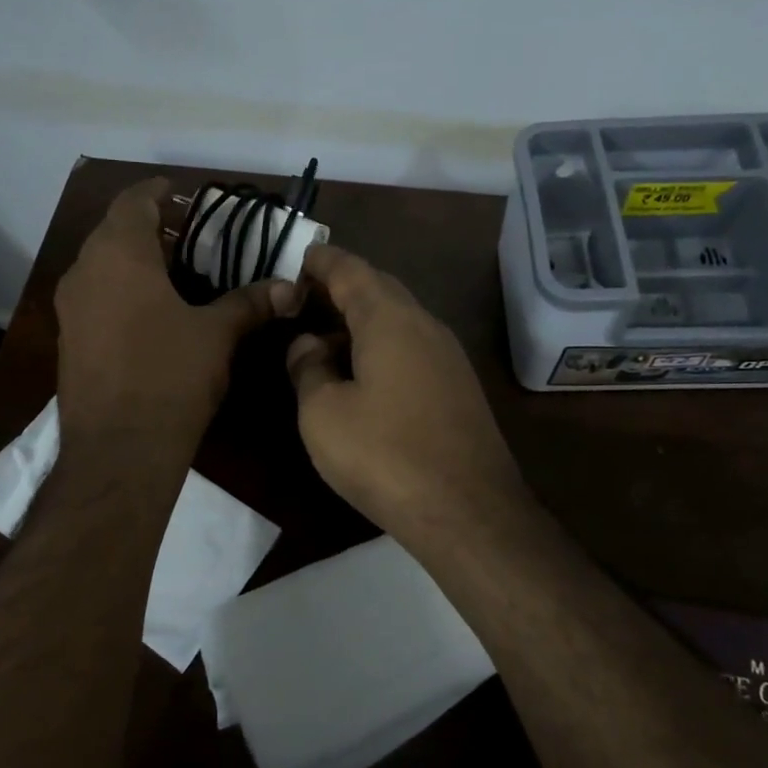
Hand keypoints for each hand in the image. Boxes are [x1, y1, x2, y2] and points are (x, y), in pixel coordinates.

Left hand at [56, 178, 295, 449]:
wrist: (119, 449)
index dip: (157, 192)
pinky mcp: (69, 339)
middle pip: (113, 231)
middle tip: (188, 236)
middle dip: (148, 227)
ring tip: (173, 272)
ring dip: (132, 259)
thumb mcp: (217, 335)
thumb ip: (250, 303)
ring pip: (100, 265)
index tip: (180, 193)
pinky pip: (94, 295)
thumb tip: (290, 288)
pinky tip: (150, 312)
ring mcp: (70, 308)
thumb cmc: (170, 377)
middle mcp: (85, 271)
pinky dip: (119, 289)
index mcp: (119, 254)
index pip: (133, 201)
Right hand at [286, 244, 527, 553]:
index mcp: (390, 319)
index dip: (323, 261)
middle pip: (380, 290)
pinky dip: (382, 347)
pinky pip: (413, 348)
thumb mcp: (323, 412)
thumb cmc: (384, 454)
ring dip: (362, 321)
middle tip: (307, 298)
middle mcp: (425, 325)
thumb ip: (308, 368)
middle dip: (343, 288)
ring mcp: (448, 356)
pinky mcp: (458, 387)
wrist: (467, 510)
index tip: (300, 257)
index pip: (352, 270)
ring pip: (399, 320)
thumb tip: (306, 345)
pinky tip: (363, 375)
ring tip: (326, 338)